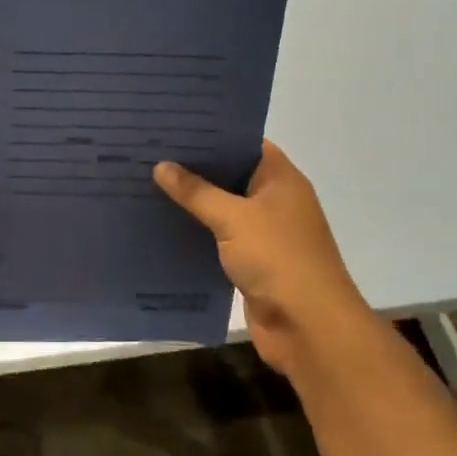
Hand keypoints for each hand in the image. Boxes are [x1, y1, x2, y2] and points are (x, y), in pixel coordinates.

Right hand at [153, 140, 365, 379]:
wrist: (310, 328)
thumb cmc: (278, 259)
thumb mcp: (233, 218)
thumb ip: (196, 192)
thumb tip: (161, 165)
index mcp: (280, 179)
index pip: (244, 143)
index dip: (211, 134)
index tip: (173, 127)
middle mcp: (275, 201)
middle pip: (230, 175)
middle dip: (194, 168)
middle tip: (149, 152)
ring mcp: (265, 233)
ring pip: (222, 208)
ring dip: (192, 202)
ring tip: (147, 184)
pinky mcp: (252, 262)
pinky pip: (219, 238)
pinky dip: (197, 232)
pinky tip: (163, 225)